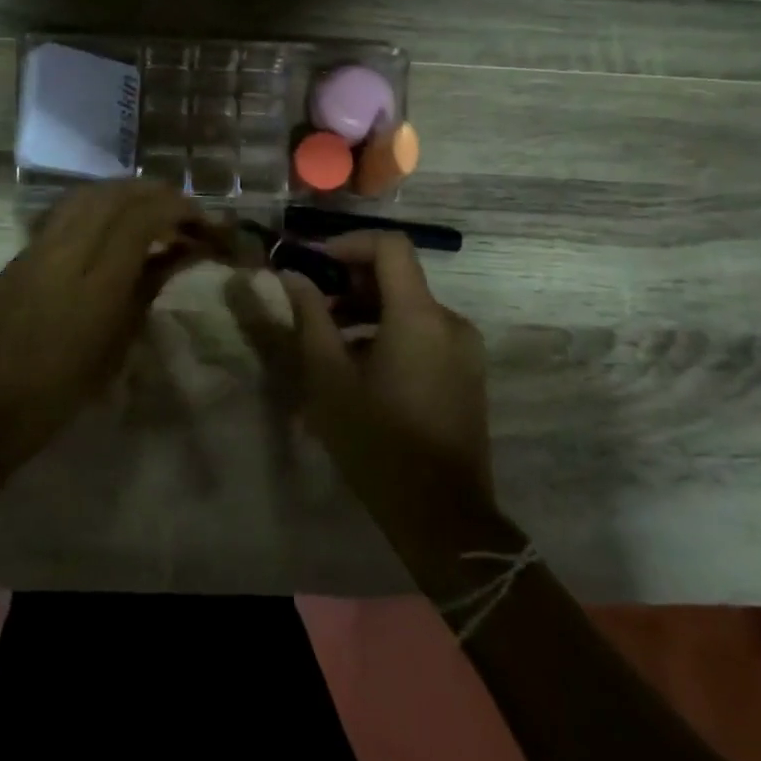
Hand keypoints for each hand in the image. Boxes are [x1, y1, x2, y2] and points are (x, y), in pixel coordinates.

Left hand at [0, 181, 216, 453]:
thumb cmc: (58, 393)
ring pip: (89, 194)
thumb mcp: (116, 344)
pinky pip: (68, 209)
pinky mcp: (23, 251)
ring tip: (155, 212)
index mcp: (95, 281)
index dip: (179, 209)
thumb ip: (147, 287)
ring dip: (128, 193)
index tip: (205, 223)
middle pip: (116, 194)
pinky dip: (101, 204)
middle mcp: (65, 250)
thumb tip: (179, 253)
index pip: (142, 216)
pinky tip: (115, 223)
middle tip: (186, 213)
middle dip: (157, 194)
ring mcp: (39, 245)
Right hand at [274, 231, 493, 505]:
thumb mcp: (329, 378)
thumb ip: (311, 318)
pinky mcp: (466, 372)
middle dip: (350, 281)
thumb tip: (293, 276)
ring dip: (366, 311)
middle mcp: (450, 322)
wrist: (442, 517)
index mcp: (420, 316)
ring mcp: (463, 349)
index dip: (348, 243)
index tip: (313, 263)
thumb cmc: (377, 442)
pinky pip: (423, 333)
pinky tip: (360, 368)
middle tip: (312, 305)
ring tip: (327, 342)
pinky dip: (389, 333)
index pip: (390, 246)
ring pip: (409, 307)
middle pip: (398, 276)